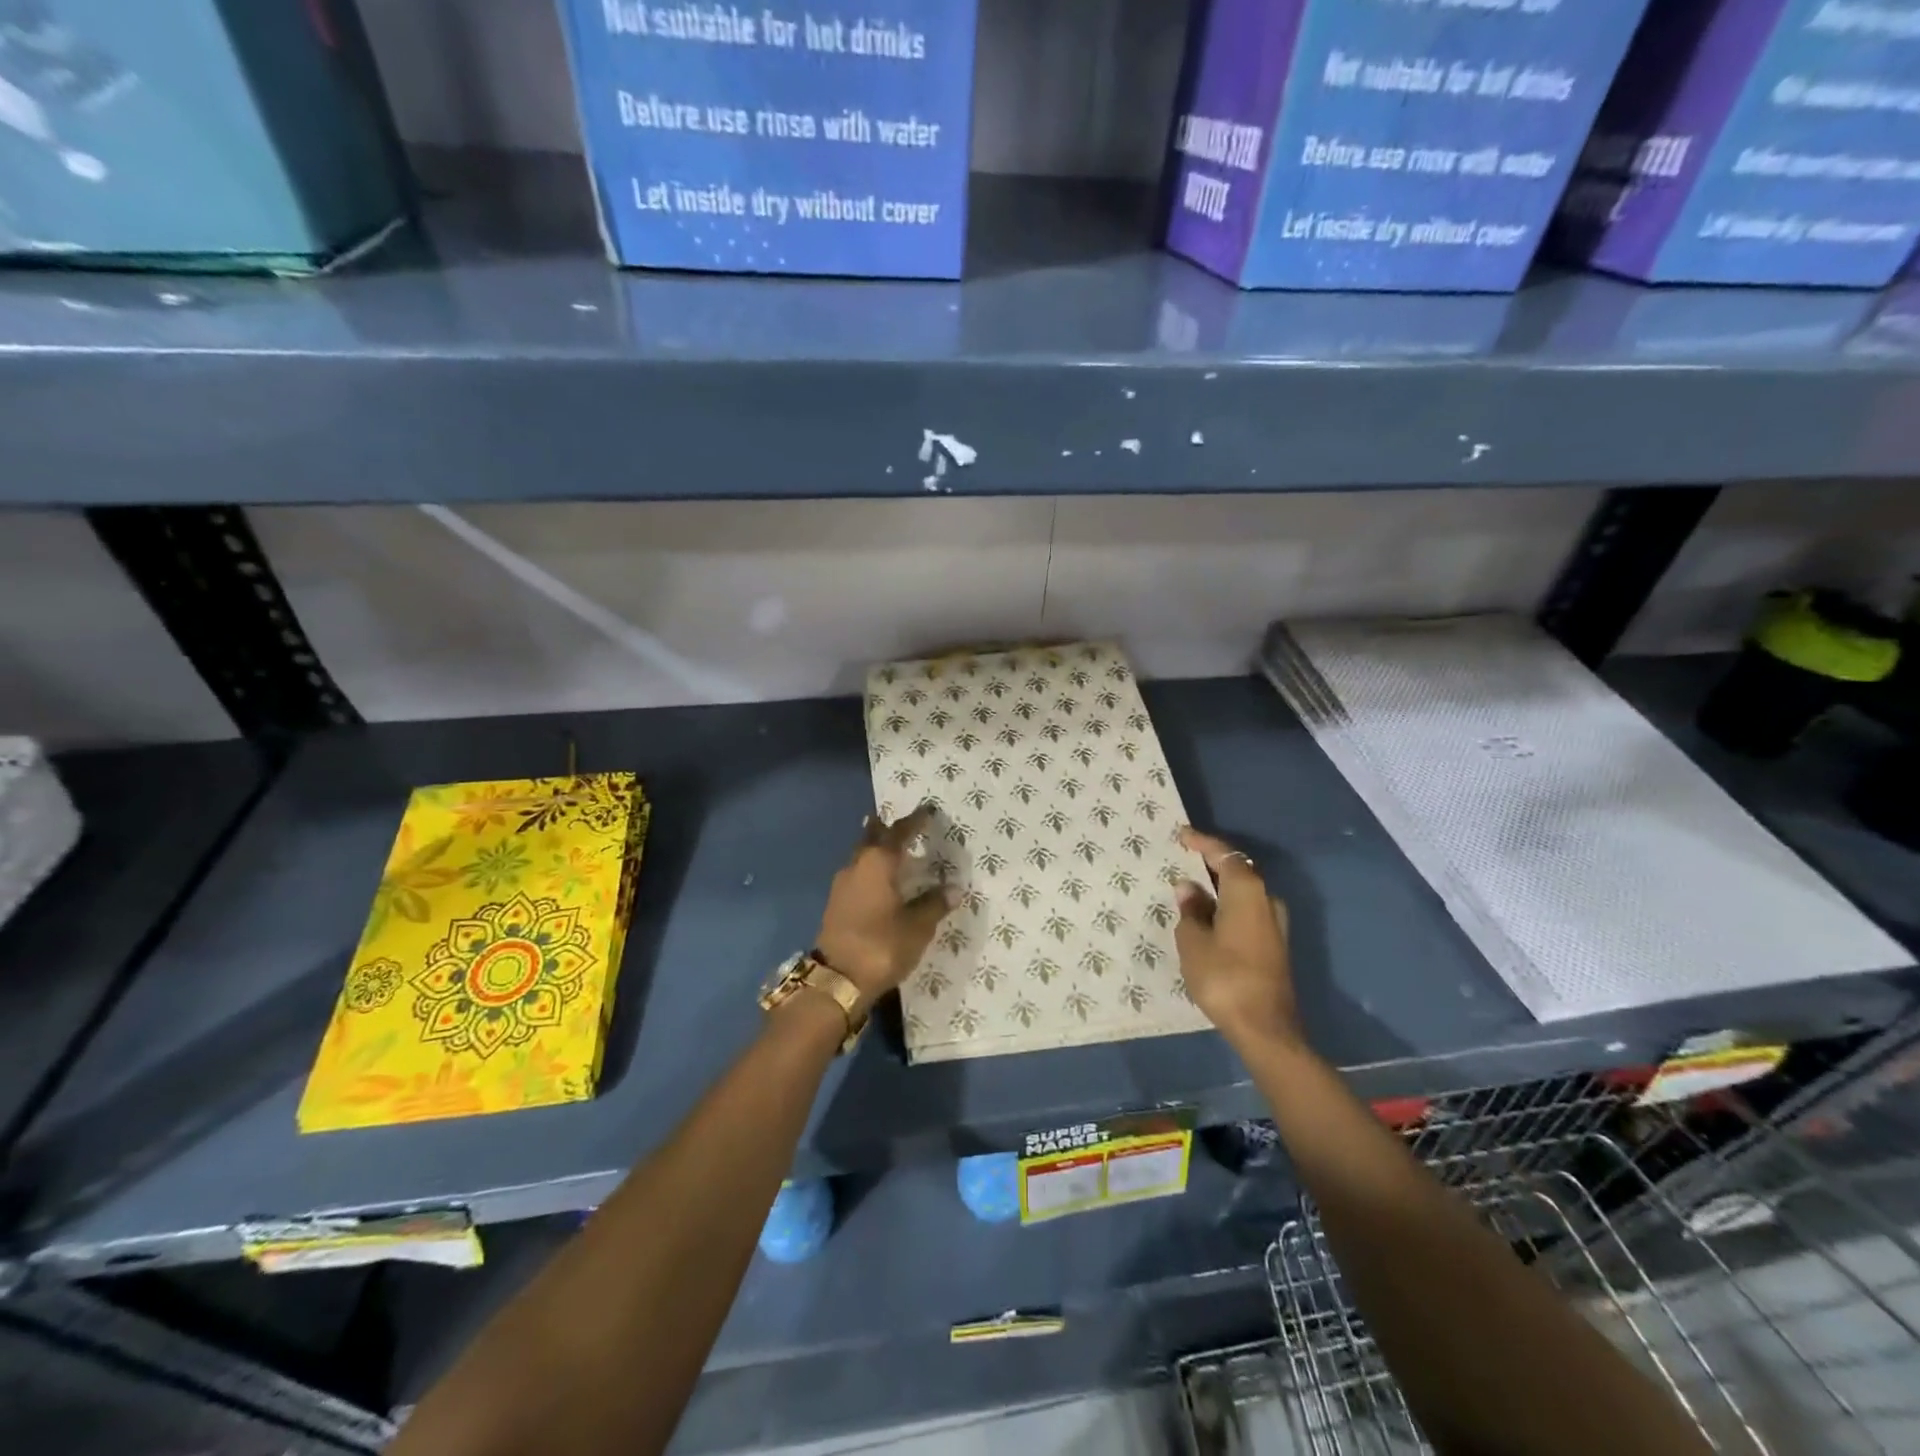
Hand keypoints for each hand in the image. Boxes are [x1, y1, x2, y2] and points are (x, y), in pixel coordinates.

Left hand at [816, 805, 954, 1010]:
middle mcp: (857, 865)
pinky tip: (879, 879)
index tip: (928, 811)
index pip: (899, 832)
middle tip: (902, 823)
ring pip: (861, 855)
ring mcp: (842, 884)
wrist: (837, 979)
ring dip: (876, 849)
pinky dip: (870, 869)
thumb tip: (953, 888)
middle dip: (886, 829)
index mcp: (878, 863)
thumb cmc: (881, 945)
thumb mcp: (917, 927)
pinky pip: (857, 873)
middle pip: (872, 838)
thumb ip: (934, 904)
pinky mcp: (836, 903)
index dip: (915, 822)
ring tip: (892, 848)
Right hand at [1174, 827, 1302, 1051]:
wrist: (1264, 1027)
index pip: (1225, 854)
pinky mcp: (1273, 944)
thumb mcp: (1193, 941)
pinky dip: (1226, 905)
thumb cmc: (1224, 976)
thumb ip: (1190, 910)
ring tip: (1190, 887)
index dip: (1202, 843)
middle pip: (1238, 870)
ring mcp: (1274, 923)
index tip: (1181, 835)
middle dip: (1211, 863)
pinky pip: (1246, 910)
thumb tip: (1188, 888)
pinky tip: (1207, 914)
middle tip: (1183, 859)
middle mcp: (1266, 900)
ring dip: (1219, 887)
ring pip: (1243, 893)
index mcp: (1247, 891)